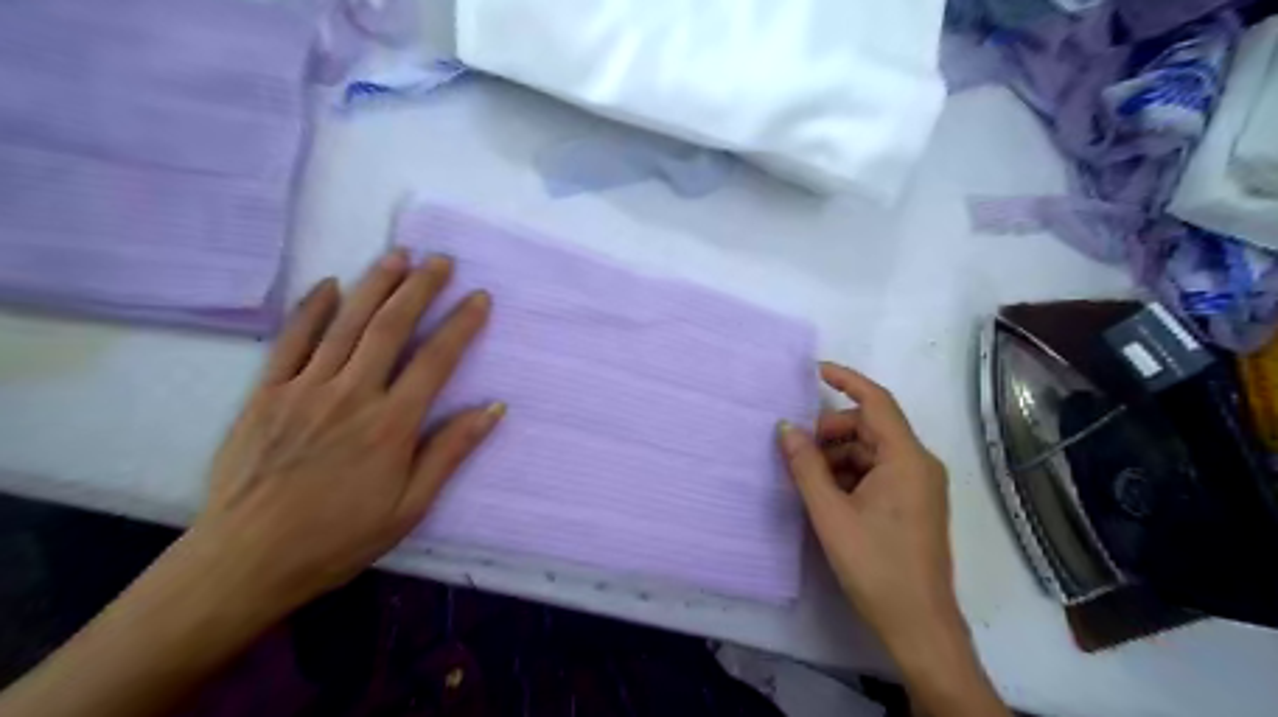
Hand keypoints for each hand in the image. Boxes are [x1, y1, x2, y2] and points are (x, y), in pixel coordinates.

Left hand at [187, 247, 497, 616]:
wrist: (247, 559)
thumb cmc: (340, 537)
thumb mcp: (410, 506)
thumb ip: (451, 452)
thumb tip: (493, 409)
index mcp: (392, 424)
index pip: (436, 360)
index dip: (461, 325)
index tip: (479, 298)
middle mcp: (352, 394)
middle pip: (391, 327)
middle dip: (420, 289)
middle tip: (440, 260)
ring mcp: (305, 389)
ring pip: (347, 324)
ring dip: (375, 285)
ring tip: (398, 256)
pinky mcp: (267, 394)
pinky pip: (292, 340)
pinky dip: (312, 309)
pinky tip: (330, 284)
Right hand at [773, 362, 952, 657]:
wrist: (918, 625)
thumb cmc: (875, 566)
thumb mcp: (830, 514)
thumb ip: (805, 466)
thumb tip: (785, 428)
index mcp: (906, 459)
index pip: (876, 401)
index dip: (846, 380)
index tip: (814, 370)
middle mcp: (918, 464)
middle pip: (871, 427)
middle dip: (832, 432)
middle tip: (798, 451)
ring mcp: (919, 484)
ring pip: (871, 451)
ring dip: (838, 456)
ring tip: (808, 479)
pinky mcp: (913, 503)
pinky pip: (878, 472)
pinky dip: (850, 474)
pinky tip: (828, 495)